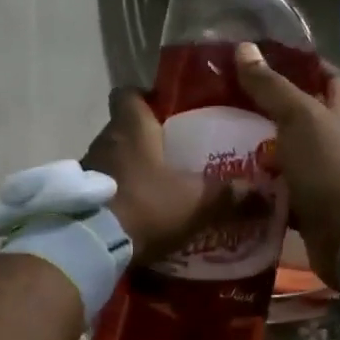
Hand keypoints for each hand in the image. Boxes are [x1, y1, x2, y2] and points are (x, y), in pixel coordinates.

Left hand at [83, 88, 247, 266]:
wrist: (93, 245)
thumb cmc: (146, 206)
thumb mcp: (195, 202)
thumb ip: (227, 195)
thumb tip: (261, 193)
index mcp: (131, 127)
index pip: (128, 93)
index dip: (145, 97)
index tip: (165, 110)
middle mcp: (104, 140)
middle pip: (123, 128)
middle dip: (145, 139)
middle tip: (172, 154)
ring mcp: (86, 169)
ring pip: (111, 158)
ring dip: (129, 169)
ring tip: (156, 186)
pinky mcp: (78, 198)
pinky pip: (101, 187)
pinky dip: (116, 195)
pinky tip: (135, 212)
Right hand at [235, 42, 339, 282]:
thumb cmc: (329, 167)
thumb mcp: (299, 118)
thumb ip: (271, 87)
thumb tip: (244, 48)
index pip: (332, 79)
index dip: (309, 66)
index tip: (273, 61)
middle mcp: (338, 144)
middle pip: (307, 119)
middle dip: (274, 111)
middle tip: (234, 104)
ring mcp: (325, 178)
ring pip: (291, 157)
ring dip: (263, 151)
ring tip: (224, 141)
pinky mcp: (310, 209)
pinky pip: (281, 193)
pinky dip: (261, 188)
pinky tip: (234, 182)